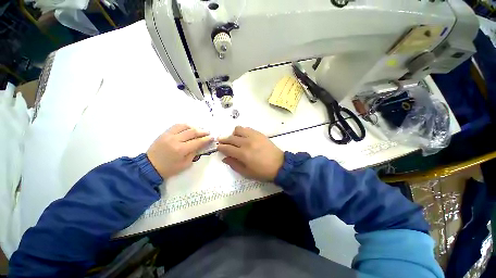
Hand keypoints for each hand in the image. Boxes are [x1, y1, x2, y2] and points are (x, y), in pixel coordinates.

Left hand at [147, 124, 212, 178]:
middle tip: (208, 132)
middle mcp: (175, 140)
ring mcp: (169, 135)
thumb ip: (194, 153)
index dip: (206, 139)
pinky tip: (189, 127)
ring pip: (185, 126)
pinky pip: (176, 126)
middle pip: (192, 132)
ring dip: (194, 127)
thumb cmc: (169, 168)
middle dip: (202, 132)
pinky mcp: (164, 133)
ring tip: (199, 129)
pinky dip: (185, 125)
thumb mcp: (185, 164)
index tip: (212, 137)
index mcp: (181, 150)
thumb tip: (201, 145)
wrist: (150, 166)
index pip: (197, 142)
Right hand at [217, 126, 283, 180]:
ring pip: (238, 129)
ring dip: (233, 134)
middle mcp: (246, 143)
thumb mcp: (246, 173)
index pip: (227, 148)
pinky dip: (242, 131)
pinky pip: (247, 128)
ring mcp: (253, 136)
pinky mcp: (259, 133)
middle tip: (221, 141)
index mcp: (242, 154)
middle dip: (224, 139)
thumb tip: (224, 158)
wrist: (279, 165)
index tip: (218, 147)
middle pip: (230, 138)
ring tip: (234, 138)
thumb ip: (234, 164)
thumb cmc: (262, 171)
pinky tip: (244, 136)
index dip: (220, 147)